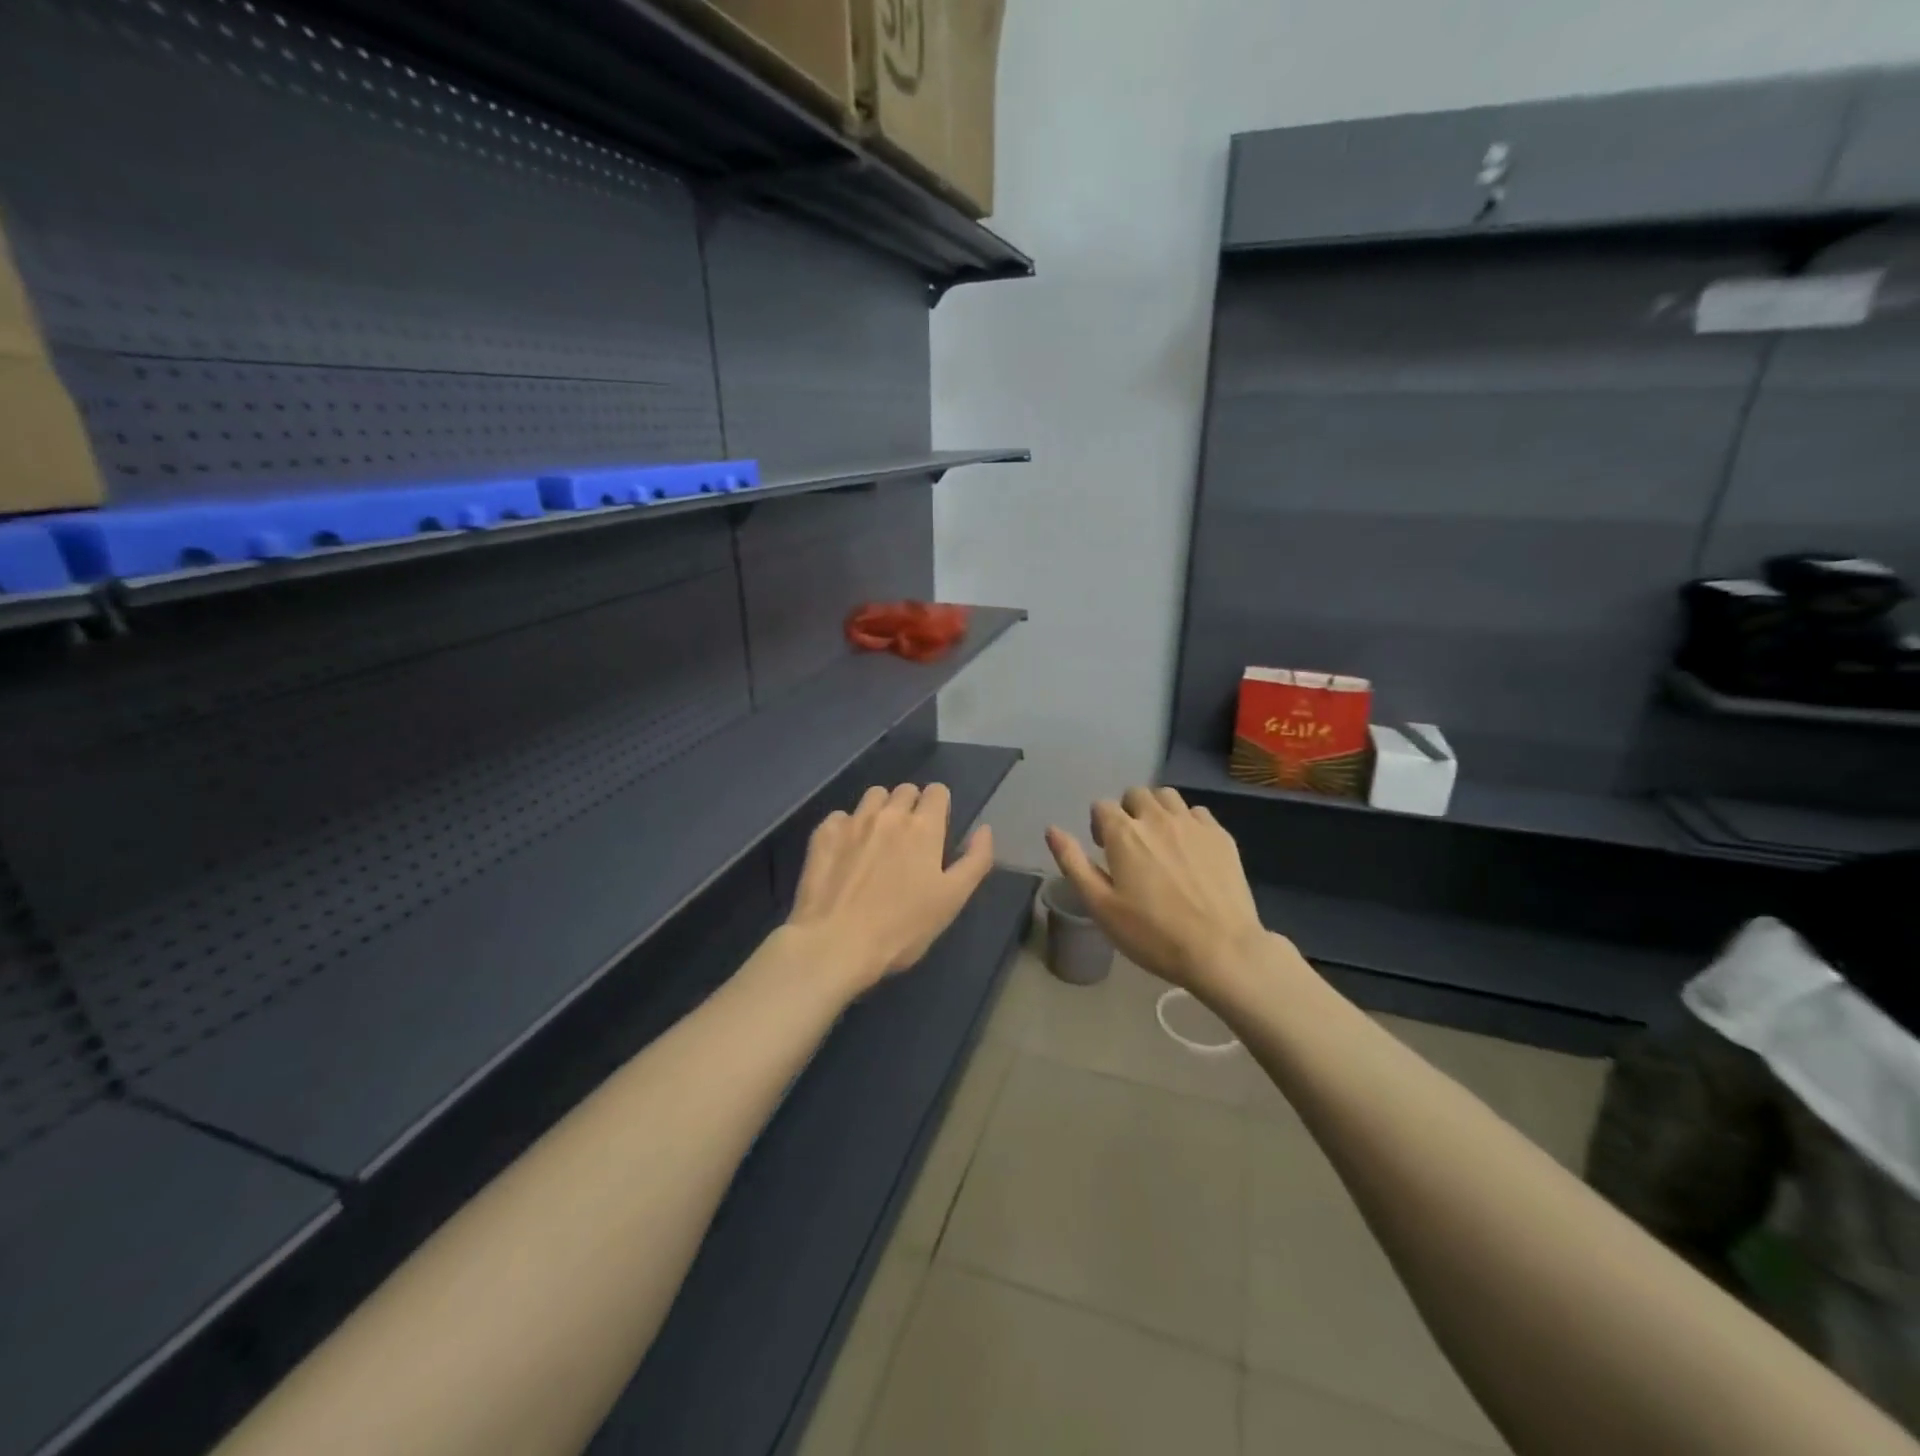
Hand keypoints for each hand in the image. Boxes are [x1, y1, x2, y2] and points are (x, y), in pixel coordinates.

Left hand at [786, 782, 994, 992]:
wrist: (835, 943)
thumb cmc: (902, 928)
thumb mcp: (953, 900)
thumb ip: (976, 860)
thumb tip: (985, 829)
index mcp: (924, 827)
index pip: (937, 791)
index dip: (939, 806)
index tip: (937, 830)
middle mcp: (889, 814)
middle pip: (905, 790)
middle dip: (911, 806)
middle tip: (908, 840)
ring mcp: (852, 821)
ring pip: (873, 796)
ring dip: (880, 810)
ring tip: (877, 841)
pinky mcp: (823, 834)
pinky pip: (840, 816)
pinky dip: (847, 828)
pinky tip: (846, 853)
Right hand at [1046, 787, 1271, 995]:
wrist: (1221, 950)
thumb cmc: (1152, 934)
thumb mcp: (1100, 906)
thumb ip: (1073, 863)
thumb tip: (1052, 830)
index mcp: (1124, 833)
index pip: (1102, 806)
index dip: (1099, 825)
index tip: (1104, 850)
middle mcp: (1157, 818)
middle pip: (1136, 794)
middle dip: (1128, 811)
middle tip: (1131, 845)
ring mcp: (1193, 824)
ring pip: (1168, 796)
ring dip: (1157, 810)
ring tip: (1159, 841)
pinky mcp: (1221, 836)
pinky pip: (1197, 813)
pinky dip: (1187, 822)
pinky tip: (1189, 850)